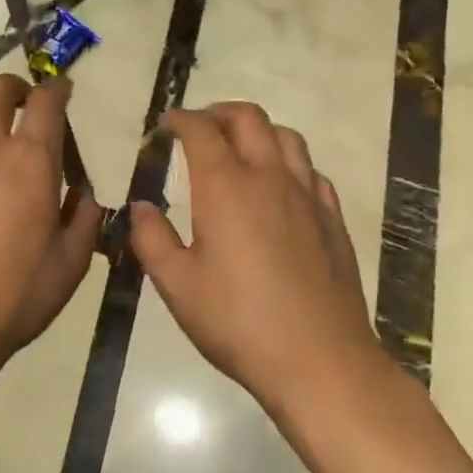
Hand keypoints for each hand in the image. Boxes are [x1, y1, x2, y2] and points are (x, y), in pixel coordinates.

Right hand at [130, 103, 376, 413]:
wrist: (320, 360)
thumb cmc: (238, 323)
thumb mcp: (177, 286)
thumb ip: (152, 239)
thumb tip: (140, 207)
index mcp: (225, 187)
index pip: (201, 130)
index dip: (181, 119)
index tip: (167, 124)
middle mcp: (268, 177)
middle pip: (248, 118)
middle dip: (219, 112)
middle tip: (200, 127)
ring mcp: (307, 195)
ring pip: (286, 136)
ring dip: (258, 130)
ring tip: (240, 148)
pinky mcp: (331, 218)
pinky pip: (311, 170)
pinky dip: (289, 163)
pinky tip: (280, 186)